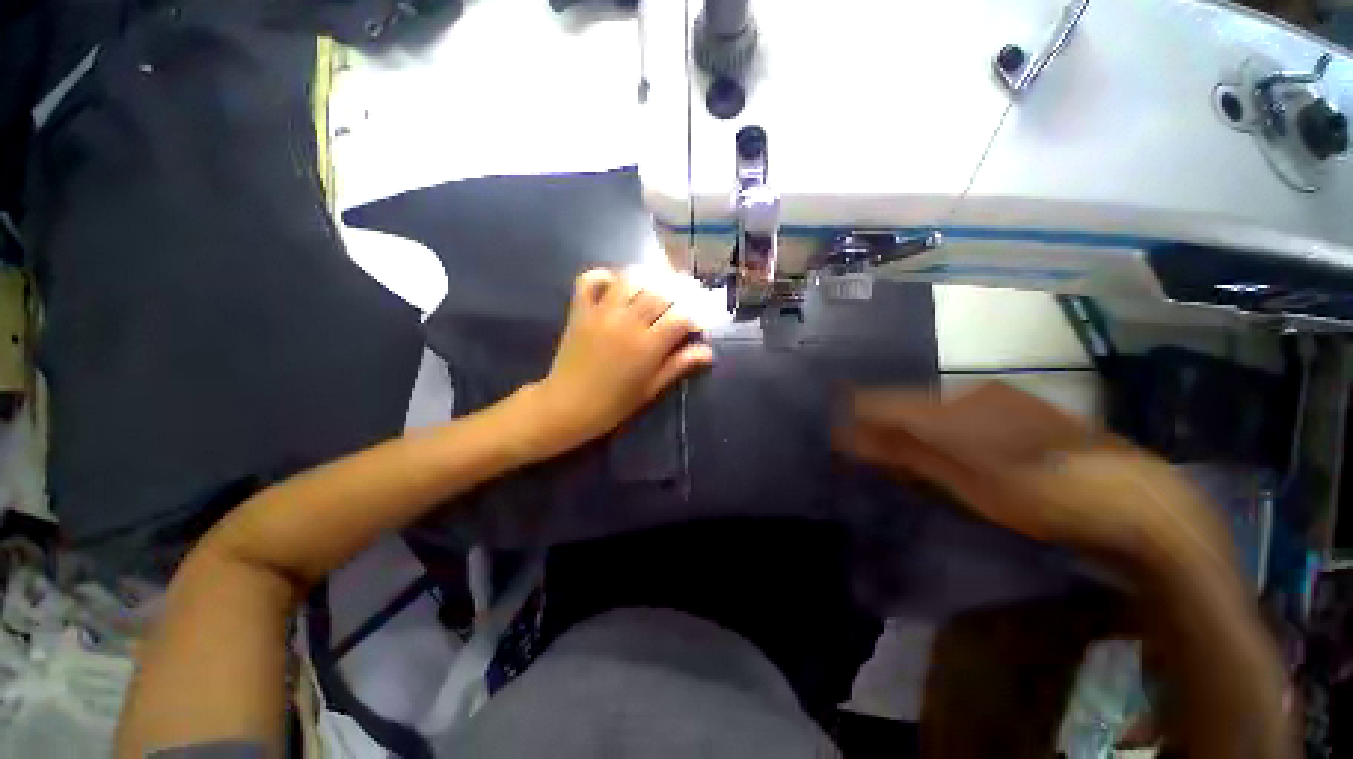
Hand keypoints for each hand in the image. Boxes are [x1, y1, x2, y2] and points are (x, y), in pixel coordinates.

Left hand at [526, 269, 713, 455]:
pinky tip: (615, 283)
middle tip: (681, 301)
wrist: (568, 406)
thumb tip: (708, 352)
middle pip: (660, 292)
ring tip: (654, 288)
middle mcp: (628, 322)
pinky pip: (589, 281)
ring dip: (646, 279)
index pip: (681, 317)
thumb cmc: (614, 404)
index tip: (696, 327)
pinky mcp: (580, 311)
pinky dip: (603, 276)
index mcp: (648, 345)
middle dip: (677, 293)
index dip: (695, 318)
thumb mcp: (651, 389)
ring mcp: (602, 313)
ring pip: (629, 279)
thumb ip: (678, 365)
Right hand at [838, 383, 1231, 570]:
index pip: (889, 403)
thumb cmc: (1049, 500)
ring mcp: (1001, 400)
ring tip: (895, 448)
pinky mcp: (1020, 410)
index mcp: (961, 409)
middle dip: (881, 421)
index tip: (836, 430)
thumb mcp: (973, 485)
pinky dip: (939, 428)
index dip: (859, 414)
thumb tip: (856, 438)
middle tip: (862, 445)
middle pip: (909, 402)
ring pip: (935, 406)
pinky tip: (942, 445)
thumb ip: (910, 456)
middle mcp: (975, 394)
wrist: (1142, 505)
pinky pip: (961, 412)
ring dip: (909, 426)